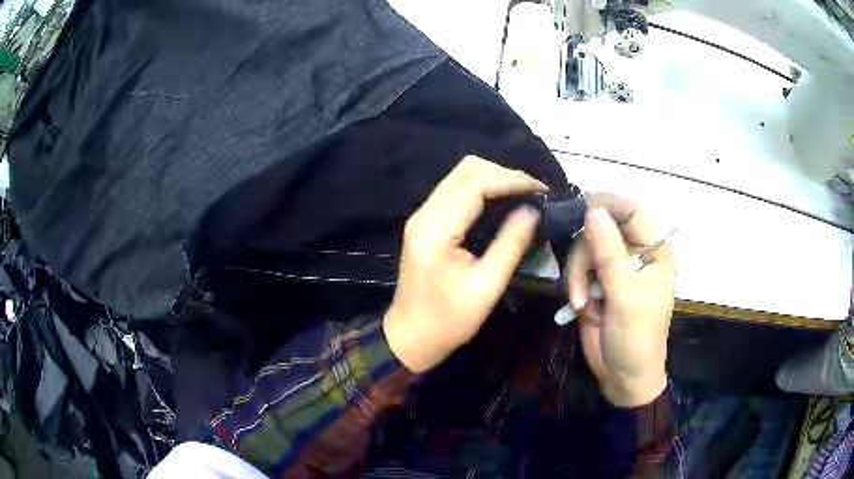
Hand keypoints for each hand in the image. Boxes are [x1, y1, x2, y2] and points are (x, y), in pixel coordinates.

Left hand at [383, 156, 546, 372]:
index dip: (511, 179)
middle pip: (466, 170)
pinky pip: (456, 191)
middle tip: (534, 192)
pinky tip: (503, 202)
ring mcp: (422, 216)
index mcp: (436, 229)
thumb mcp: (486, 287)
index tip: (541, 189)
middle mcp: (424, 213)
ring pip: (461, 176)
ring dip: (494, 179)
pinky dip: (482, 189)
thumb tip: (532, 211)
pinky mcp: (426, 223)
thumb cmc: (448, 321)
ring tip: (524, 195)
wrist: (410, 337)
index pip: (476, 183)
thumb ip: (510, 244)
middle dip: (504, 174)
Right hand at [567, 193, 674, 406]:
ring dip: (576, 275)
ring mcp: (614, 268)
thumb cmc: (637, 339)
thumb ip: (609, 254)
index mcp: (654, 251)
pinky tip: (579, 306)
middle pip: (600, 228)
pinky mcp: (596, 283)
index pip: (630, 211)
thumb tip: (591, 210)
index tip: (576, 212)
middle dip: (584, 255)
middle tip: (581, 287)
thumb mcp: (626, 297)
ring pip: (584, 248)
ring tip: (581, 304)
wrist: (622, 378)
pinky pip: (577, 269)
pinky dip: (573, 285)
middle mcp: (634, 253)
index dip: (605, 205)